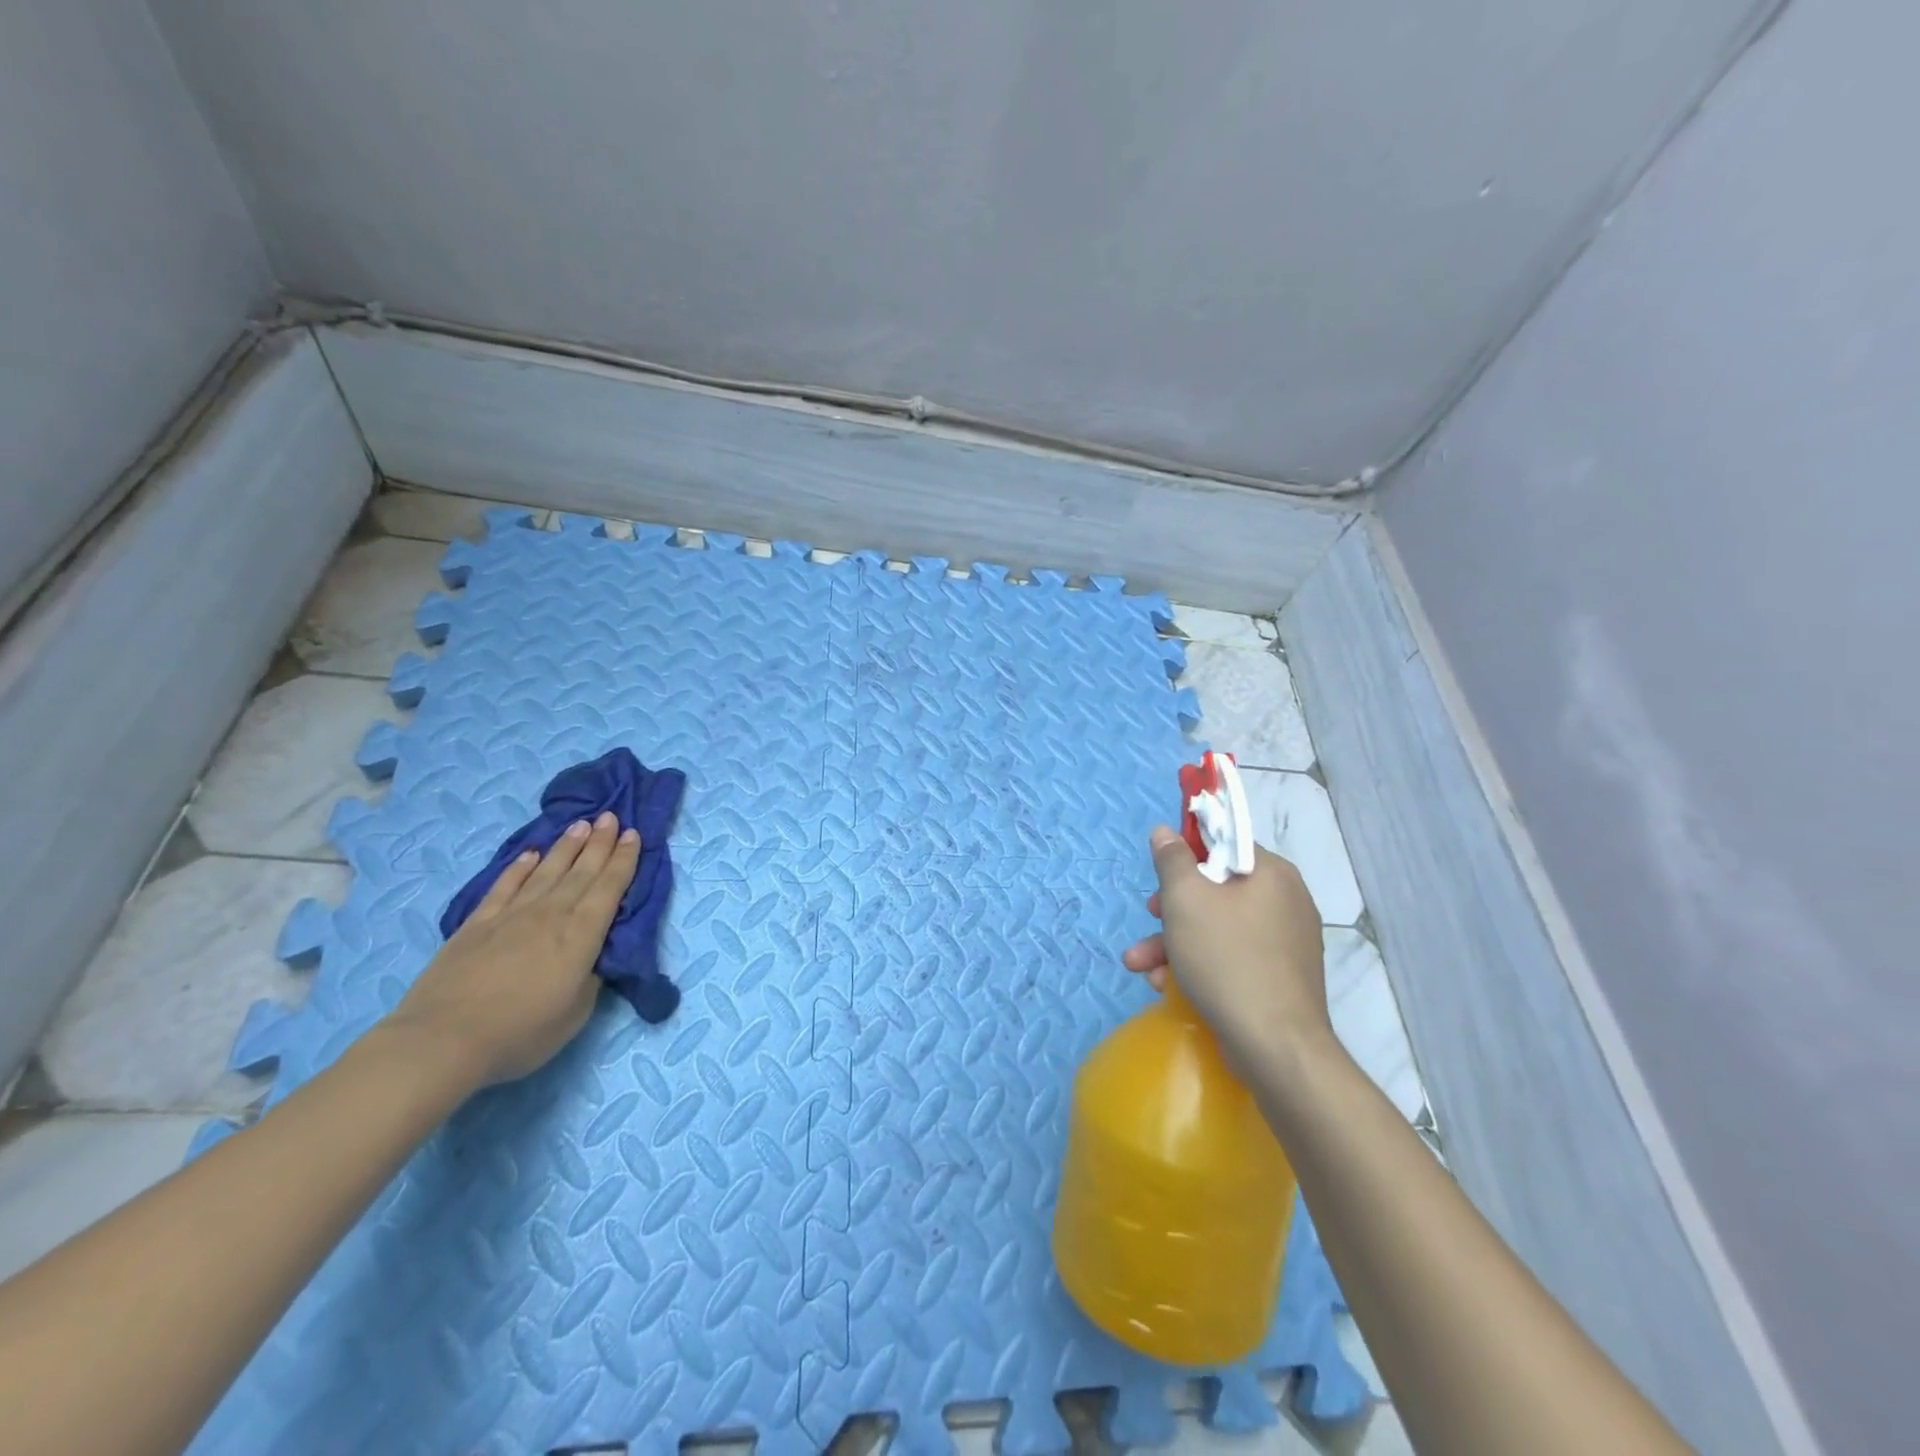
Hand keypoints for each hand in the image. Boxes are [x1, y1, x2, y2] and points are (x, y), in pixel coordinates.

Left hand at [388, 812, 640, 1088]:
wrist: (443, 1040)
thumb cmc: (521, 1032)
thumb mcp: (576, 1012)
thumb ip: (590, 978)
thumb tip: (593, 958)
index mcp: (582, 934)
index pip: (610, 888)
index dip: (624, 860)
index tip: (634, 834)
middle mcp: (551, 914)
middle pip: (581, 871)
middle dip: (600, 843)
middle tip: (611, 816)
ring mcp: (511, 916)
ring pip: (546, 871)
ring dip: (566, 847)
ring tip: (581, 825)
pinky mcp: (476, 925)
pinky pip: (504, 886)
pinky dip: (520, 867)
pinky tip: (530, 854)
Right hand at [1121, 826, 1331, 1070]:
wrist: (1275, 1048)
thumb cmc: (1226, 959)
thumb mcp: (1186, 900)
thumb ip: (1172, 860)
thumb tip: (1166, 831)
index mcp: (1272, 874)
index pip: (1225, 846)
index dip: (1187, 857)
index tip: (1161, 876)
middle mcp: (1286, 902)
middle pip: (1216, 890)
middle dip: (1171, 910)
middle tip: (1149, 918)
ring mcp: (1285, 944)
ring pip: (1217, 928)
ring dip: (1173, 944)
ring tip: (1140, 967)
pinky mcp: (1279, 979)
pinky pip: (1231, 958)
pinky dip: (1199, 966)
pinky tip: (1167, 987)